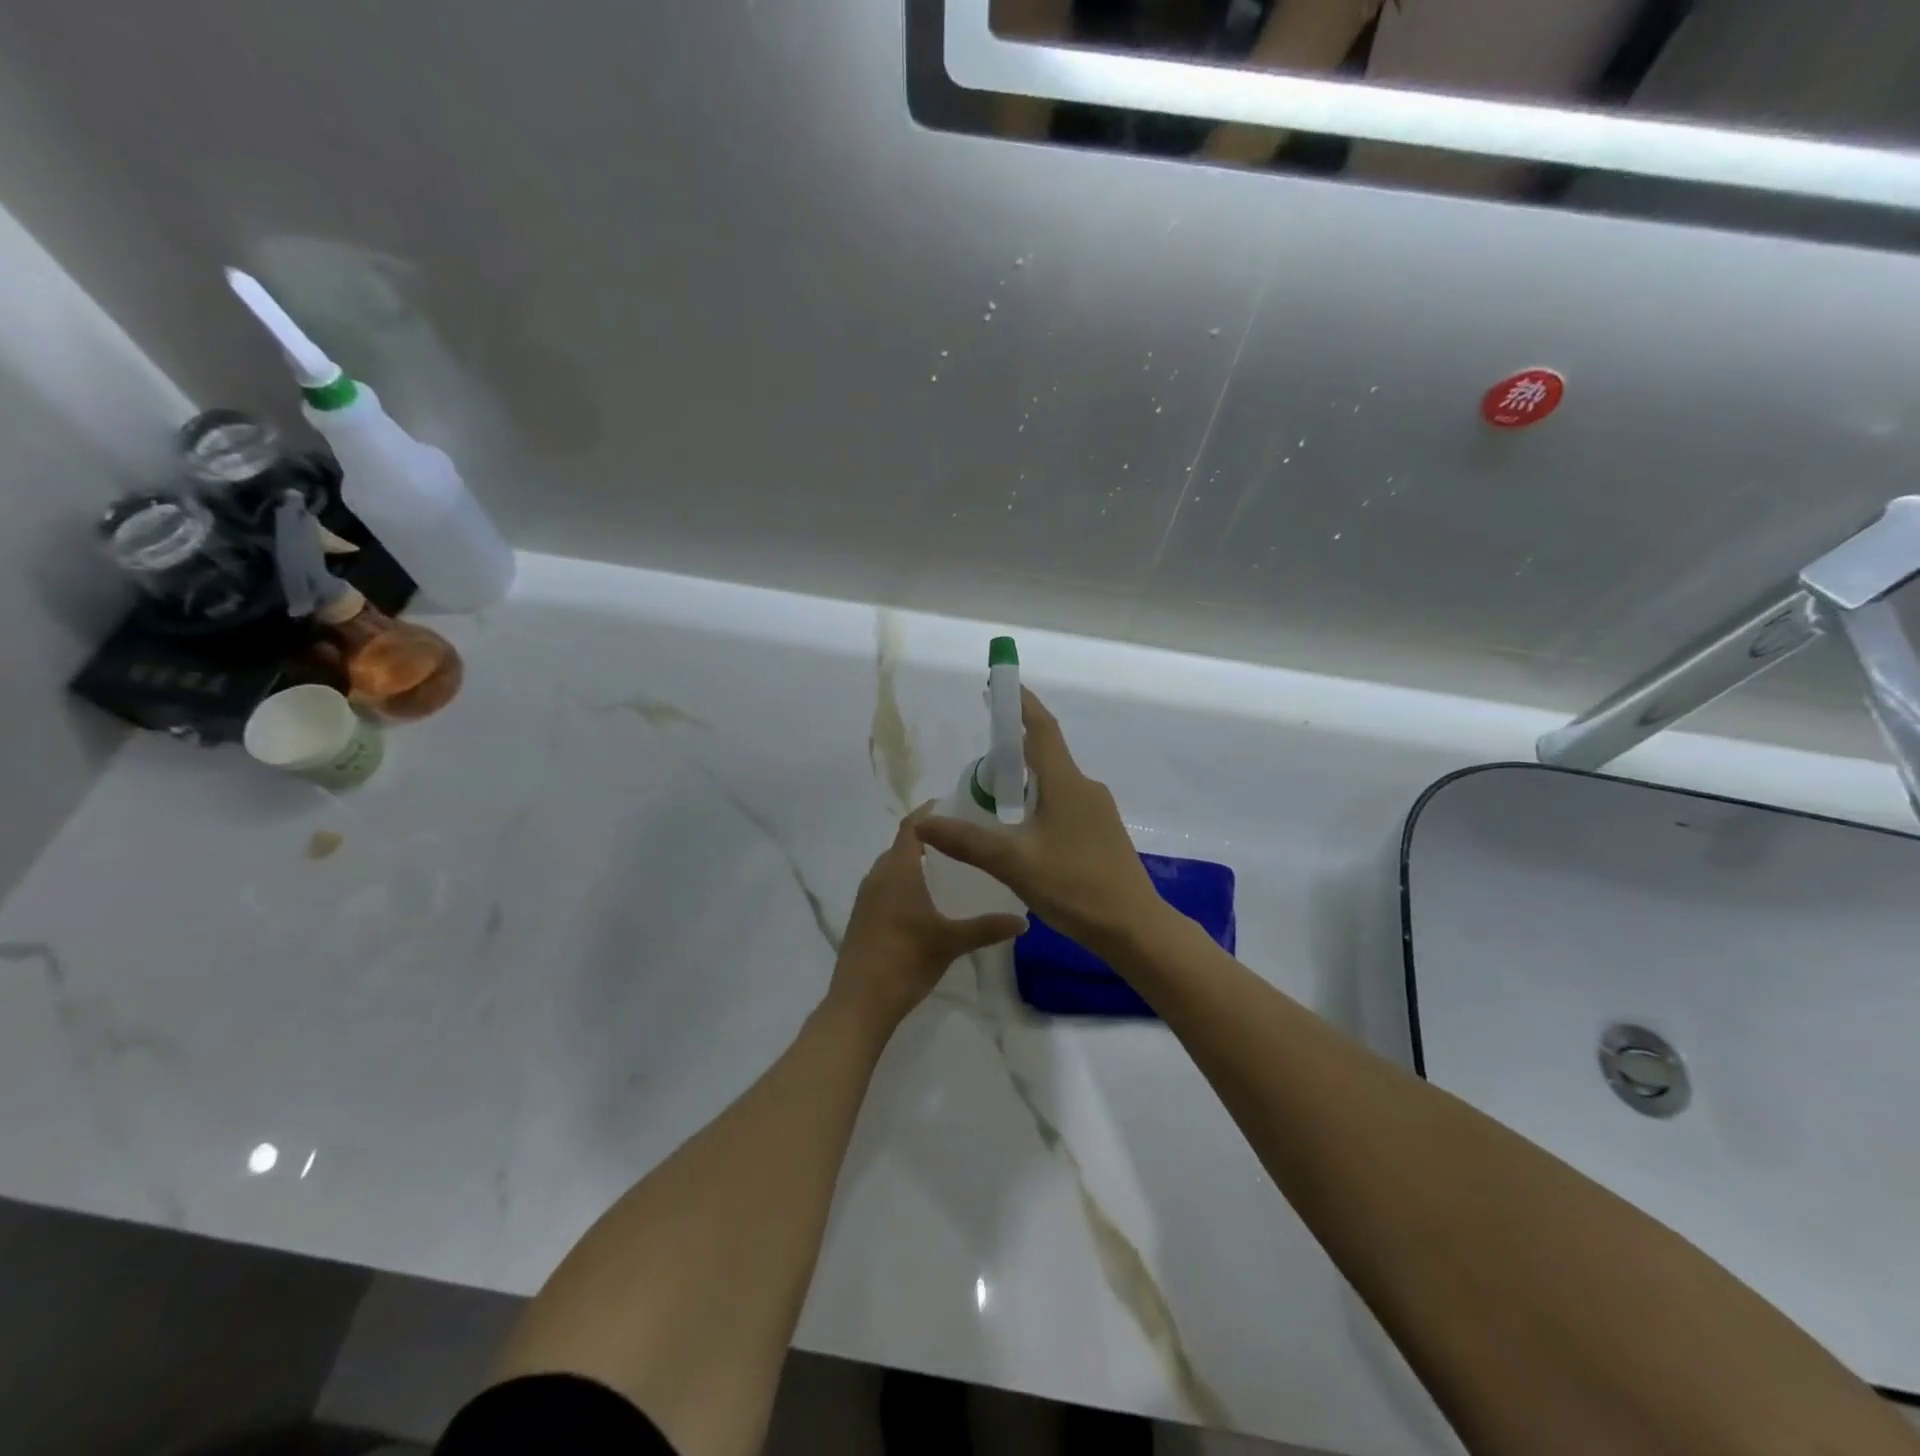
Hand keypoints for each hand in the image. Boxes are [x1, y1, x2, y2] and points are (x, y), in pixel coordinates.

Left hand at [829, 805, 1027, 1033]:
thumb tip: (1024, 920)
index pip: (912, 827)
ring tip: (951, 866)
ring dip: (917, 861)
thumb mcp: (951, 942)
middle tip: (963, 839)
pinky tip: (927, 900)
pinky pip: (886, 885)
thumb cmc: (905, 962)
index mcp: (897, 871)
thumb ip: (988, 927)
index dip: (930, 812)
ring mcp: (866, 897)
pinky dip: (906, 881)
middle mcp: (878, 876)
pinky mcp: (862, 916)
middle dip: (930, 838)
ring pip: (893, 866)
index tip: (956, 805)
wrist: (859, 1003)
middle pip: (903, 845)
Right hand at [914, 689, 1167, 957]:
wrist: (1134, 928)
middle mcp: (1085, 788)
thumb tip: (922, 823)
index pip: (1041, 729)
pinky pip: (1065, 805)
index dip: (1021, 704)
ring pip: (1055, 784)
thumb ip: (967, 841)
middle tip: (981, 756)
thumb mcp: (1013, 863)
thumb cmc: (1075, 886)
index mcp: (1066, 783)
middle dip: (1014, 749)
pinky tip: (1024, 832)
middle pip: (1046, 755)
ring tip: (994, 797)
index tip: (1002, 685)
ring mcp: (1098, 812)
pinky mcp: (1102, 834)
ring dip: (1026, 781)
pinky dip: (1040, 804)